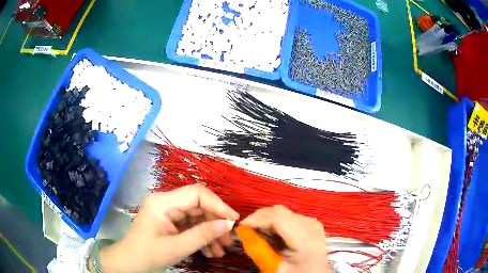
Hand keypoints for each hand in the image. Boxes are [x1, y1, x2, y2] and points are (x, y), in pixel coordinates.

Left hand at [89, 185, 238, 272]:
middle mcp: (166, 202)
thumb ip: (202, 235)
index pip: (196, 194)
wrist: (130, 263)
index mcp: (163, 202)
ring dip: (210, 233)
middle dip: (215, 223)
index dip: (218, 204)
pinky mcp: (170, 221)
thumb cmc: (148, 254)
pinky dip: (201, 237)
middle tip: (228, 241)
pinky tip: (209, 251)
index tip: (234, 220)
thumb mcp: (177, 248)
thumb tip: (228, 224)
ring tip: (220, 251)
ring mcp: (168, 211)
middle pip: (199, 205)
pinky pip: (190, 225)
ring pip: (197, 217)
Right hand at [241, 205, 330, 272]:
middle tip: (246, 230)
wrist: (316, 272)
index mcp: (304, 239)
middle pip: (279, 211)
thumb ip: (259, 251)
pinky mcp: (310, 221)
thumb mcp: (275, 267)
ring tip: (257, 232)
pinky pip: (287, 215)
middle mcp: (310, 225)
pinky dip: (274, 221)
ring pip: (282, 212)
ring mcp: (311, 221)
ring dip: (266, 219)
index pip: (278, 218)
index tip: (241, 227)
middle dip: (259, 217)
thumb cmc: (296, 272)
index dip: (257, 219)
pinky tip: (270, 232)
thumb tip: (243, 234)